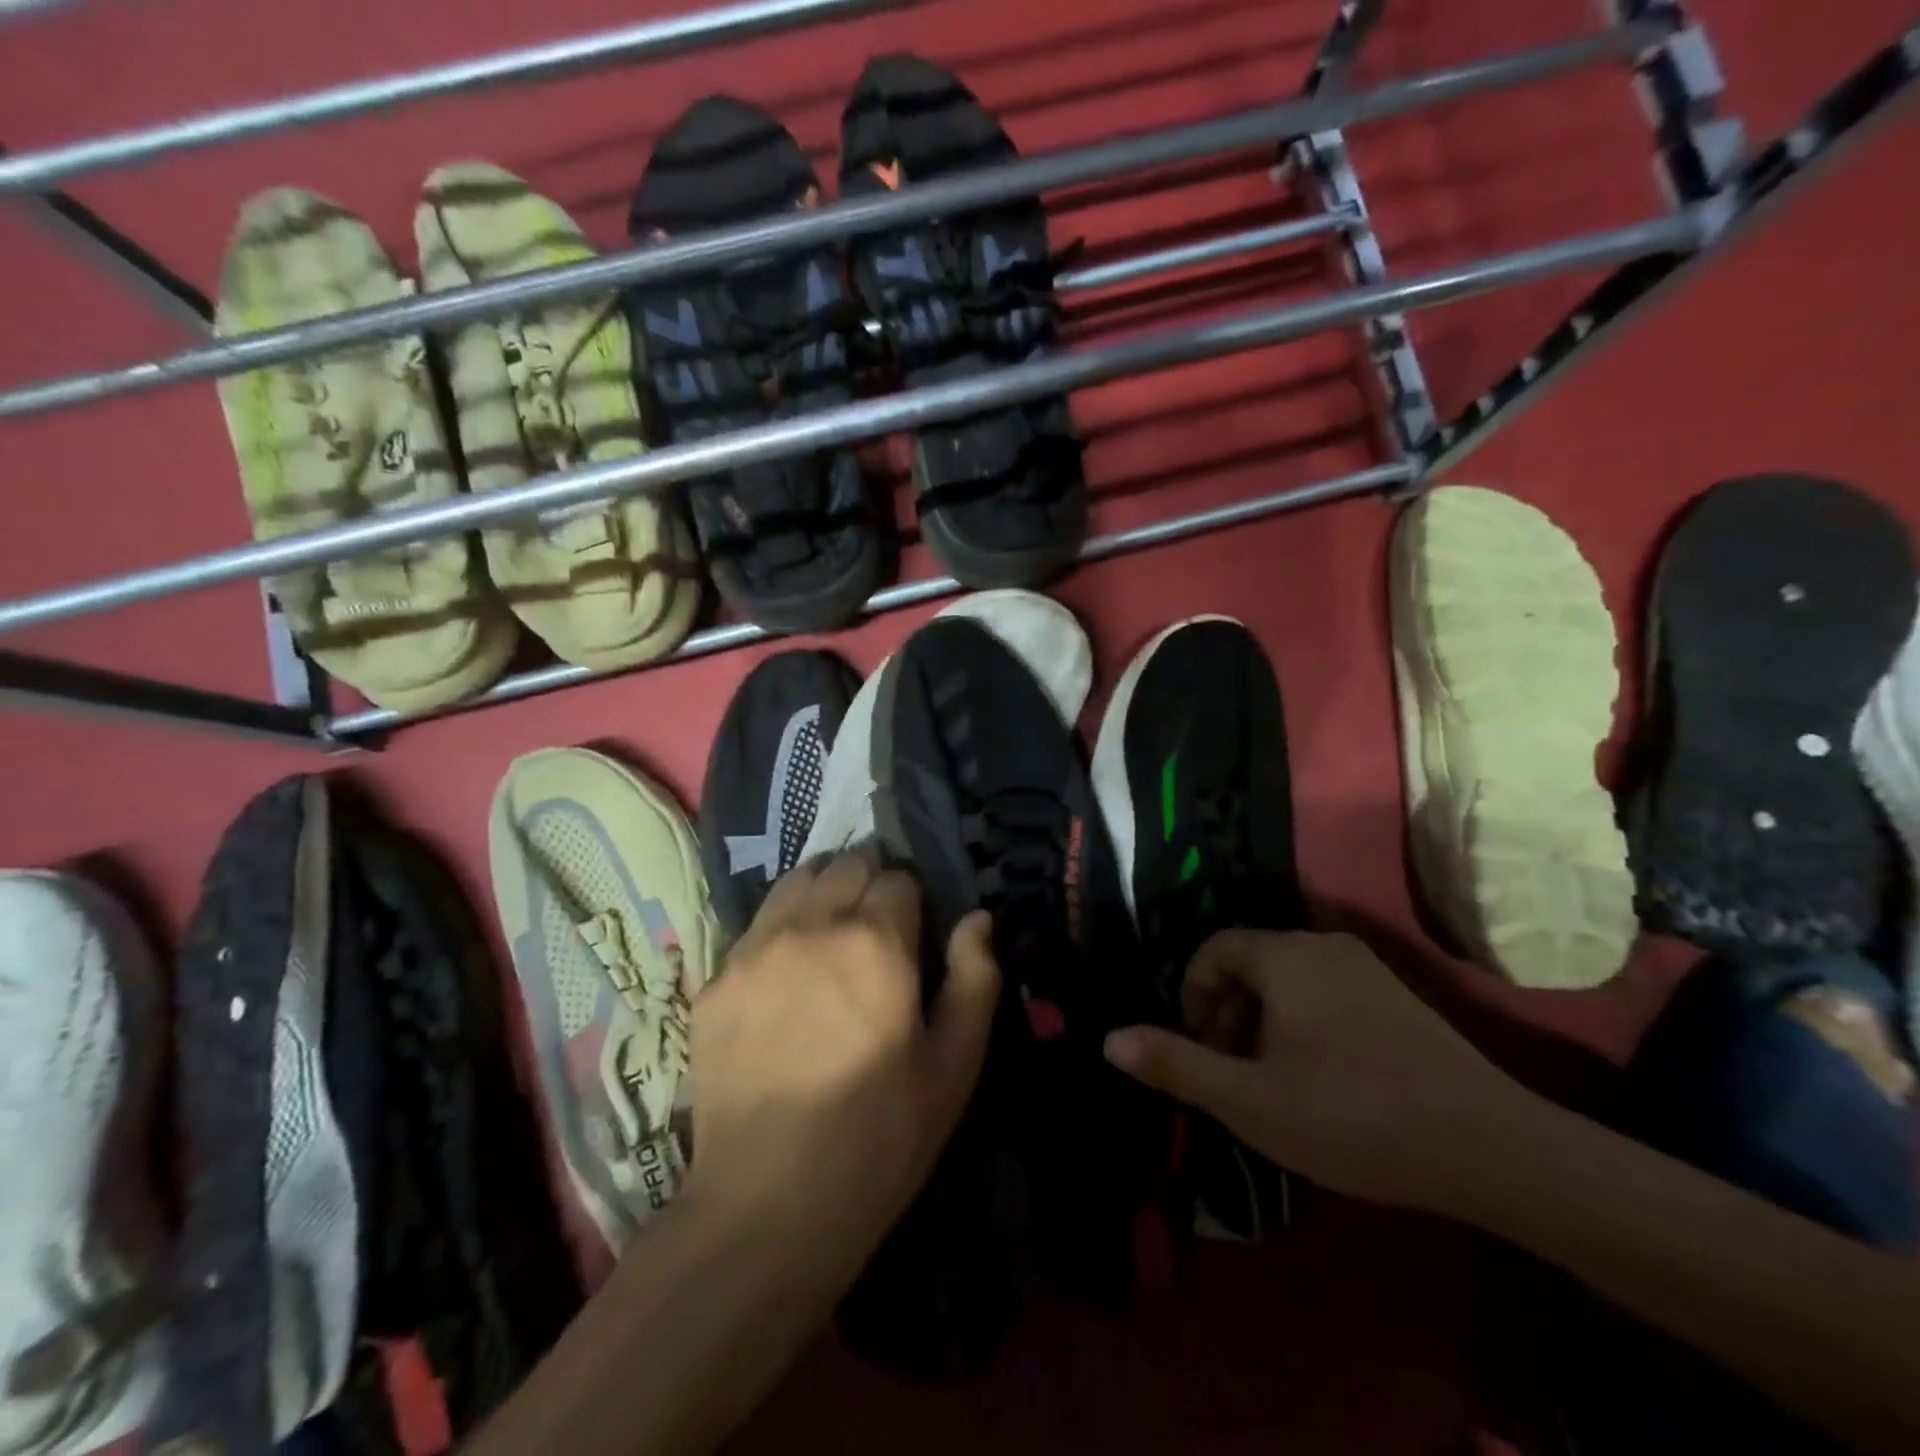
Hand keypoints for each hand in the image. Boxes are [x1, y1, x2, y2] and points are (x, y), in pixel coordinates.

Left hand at [682, 852, 1000, 1280]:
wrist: (766, 1206)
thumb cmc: (878, 1138)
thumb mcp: (953, 1067)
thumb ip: (975, 980)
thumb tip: (978, 919)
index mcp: (874, 941)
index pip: (899, 877)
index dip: (915, 900)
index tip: (917, 934)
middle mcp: (811, 926)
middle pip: (846, 864)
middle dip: (869, 884)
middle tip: (877, 932)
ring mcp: (754, 949)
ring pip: (795, 881)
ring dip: (822, 892)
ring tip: (830, 936)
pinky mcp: (714, 980)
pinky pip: (755, 925)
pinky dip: (779, 929)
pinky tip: (785, 975)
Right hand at [1103, 930, 1523, 1210]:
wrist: (1492, 1149)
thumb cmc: (1352, 1116)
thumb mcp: (1249, 1100)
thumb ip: (1175, 1064)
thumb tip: (1108, 1038)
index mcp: (1284, 955)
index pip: (1213, 950)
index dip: (1192, 997)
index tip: (1199, 1051)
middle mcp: (1323, 945)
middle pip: (1249, 962)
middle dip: (1226, 1013)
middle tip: (1230, 1072)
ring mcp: (1366, 968)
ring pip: (1287, 979)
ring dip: (1262, 1021)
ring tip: (1270, 1082)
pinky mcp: (1398, 997)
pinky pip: (1325, 992)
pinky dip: (1302, 1023)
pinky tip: (1321, 1080)